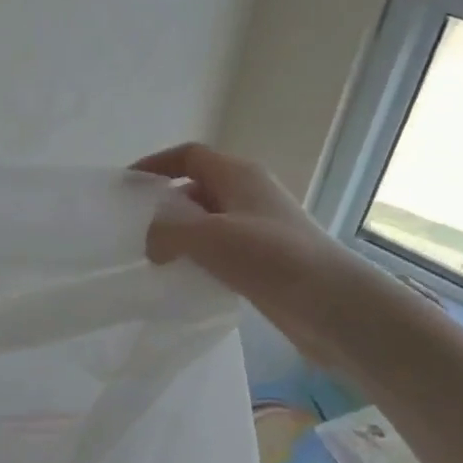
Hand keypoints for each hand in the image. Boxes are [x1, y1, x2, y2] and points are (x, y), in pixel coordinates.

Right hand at [131, 142, 349, 363]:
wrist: (335, 307)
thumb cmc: (272, 257)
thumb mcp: (208, 237)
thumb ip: (167, 231)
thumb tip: (150, 240)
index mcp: (238, 175)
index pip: (189, 155)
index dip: (155, 164)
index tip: (127, 185)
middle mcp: (249, 194)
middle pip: (197, 188)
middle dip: (165, 205)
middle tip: (135, 228)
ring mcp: (259, 228)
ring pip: (208, 222)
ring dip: (181, 235)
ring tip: (153, 257)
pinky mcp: (265, 261)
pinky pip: (221, 250)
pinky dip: (199, 258)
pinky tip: (185, 279)